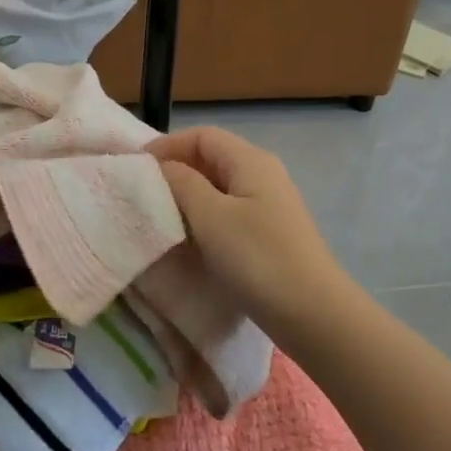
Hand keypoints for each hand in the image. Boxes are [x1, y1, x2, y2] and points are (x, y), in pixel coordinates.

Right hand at [148, 127, 353, 331]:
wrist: (314, 314)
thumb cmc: (258, 258)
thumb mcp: (211, 217)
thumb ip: (182, 183)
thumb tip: (162, 166)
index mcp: (251, 161)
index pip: (202, 136)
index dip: (168, 145)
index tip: (137, 167)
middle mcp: (263, 174)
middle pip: (212, 157)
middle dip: (176, 169)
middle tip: (144, 192)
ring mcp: (269, 204)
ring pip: (220, 186)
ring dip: (189, 195)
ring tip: (161, 215)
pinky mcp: (270, 232)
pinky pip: (230, 211)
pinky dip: (205, 216)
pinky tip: (191, 238)